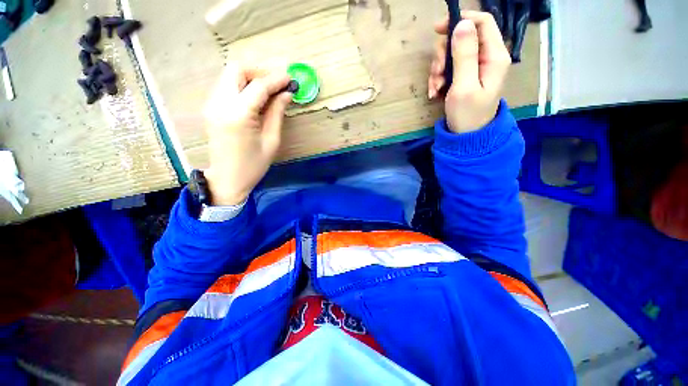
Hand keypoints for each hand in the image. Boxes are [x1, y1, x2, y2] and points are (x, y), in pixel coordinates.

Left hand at [203, 62, 291, 205]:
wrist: (227, 179)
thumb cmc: (253, 165)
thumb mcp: (271, 141)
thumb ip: (277, 113)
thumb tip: (286, 94)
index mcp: (238, 115)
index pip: (258, 86)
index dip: (276, 80)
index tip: (290, 78)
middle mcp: (220, 103)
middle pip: (236, 70)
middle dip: (259, 71)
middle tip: (276, 83)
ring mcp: (212, 104)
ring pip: (229, 75)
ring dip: (250, 77)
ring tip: (269, 90)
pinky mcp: (210, 108)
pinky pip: (226, 86)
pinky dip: (242, 85)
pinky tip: (255, 98)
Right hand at [428, 11, 511, 133]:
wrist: (466, 136)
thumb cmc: (467, 114)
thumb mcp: (464, 86)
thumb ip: (464, 55)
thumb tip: (461, 25)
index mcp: (494, 56)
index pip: (482, 22)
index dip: (461, 20)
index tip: (438, 30)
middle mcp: (486, 57)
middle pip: (462, 38)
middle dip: (443, 54)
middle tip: (436, 74)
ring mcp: (474, 68)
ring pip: (452, 54)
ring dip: (438, 69)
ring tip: (435, 88)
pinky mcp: (464, 77)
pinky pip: (448, 68)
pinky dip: (438, 78)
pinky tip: (435, 92)